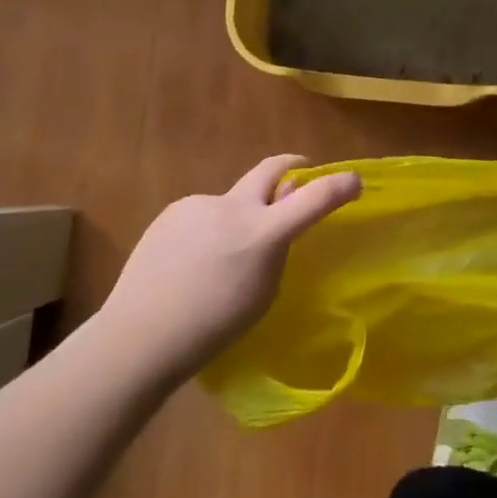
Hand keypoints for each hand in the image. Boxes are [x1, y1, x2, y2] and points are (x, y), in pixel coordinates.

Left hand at [99, 155, 360, 381]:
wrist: (141, 332)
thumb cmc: (212, 327)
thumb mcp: (262, 294)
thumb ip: (275, 251)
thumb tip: (276, 222)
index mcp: (261, 234)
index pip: (312, 200)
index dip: (339, 186)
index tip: (355, 180)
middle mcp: (232, 208)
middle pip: (270, 169)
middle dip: (292, 165)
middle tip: (301, 170)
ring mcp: (199, 204)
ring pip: (232, 201)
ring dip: (240, 215)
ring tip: (222, 256)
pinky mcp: (173, 210)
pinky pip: (203, 214)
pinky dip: (209, 229)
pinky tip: (191, 260)